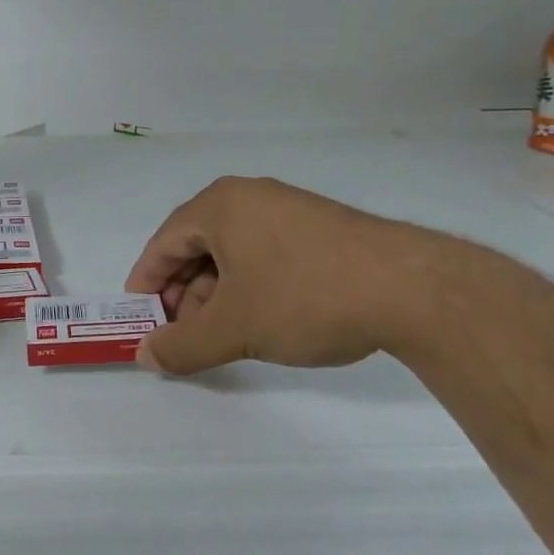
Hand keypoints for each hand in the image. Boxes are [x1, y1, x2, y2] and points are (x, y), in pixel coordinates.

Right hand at [124, 176, 440, 374]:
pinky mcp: (319, 228)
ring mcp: (287, 209)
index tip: (139, 322)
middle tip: (182, 336)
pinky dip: (249, 286)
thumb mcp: (234, 328)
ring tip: (222, 335)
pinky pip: (264, 254)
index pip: (162, 244)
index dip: (145, 285)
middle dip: (183, 295)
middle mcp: (249, 197)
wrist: (414, 289)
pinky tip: (260, 319)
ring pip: (231, 253)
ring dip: (216, 295)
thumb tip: (145, 356)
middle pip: (195, 247)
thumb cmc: (305, 297)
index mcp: (219, 206)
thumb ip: (182, 345)